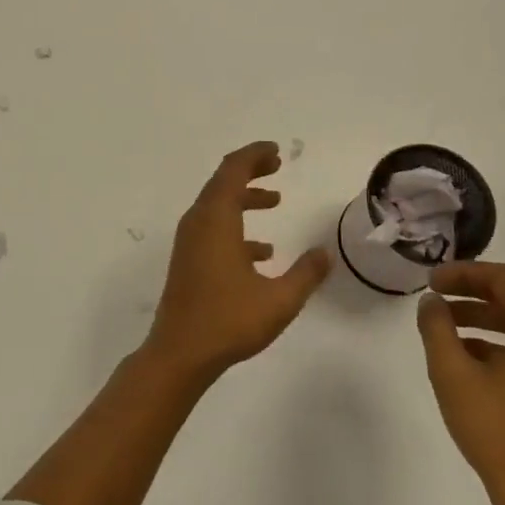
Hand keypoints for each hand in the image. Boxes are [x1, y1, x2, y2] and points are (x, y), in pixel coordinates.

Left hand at [147, 142, 331, 381]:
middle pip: (222, 182)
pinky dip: (236, 227)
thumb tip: (325, 254)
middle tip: (277, 166)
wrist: (179, 353)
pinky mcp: (188, 260)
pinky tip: (262, 253)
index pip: (232, 170)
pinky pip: (213, 230)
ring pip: (217, 206)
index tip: (276, 151)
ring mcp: (189, 242)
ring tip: (275, 201)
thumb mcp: (279, 300)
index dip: (253, 155)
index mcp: (216, 220)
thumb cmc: (228, 321)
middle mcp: (198, 223)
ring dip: (244, 198)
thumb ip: (305, 274)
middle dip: (250, 171)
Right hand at [417, 261, 504, 504]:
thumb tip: (432, 302)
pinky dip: (502, 343)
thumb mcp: (453, 373)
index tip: (429, 281)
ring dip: (484, 319)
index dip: (463, 274)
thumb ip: (437, 327)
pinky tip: (467, 354)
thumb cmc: (497, 431)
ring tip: (444, 325)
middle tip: (434, 298)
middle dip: (471, 295)